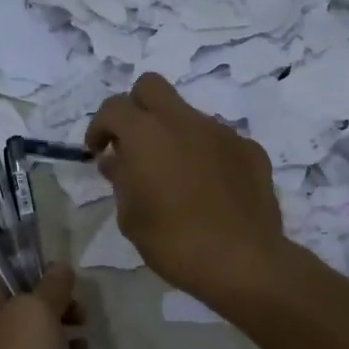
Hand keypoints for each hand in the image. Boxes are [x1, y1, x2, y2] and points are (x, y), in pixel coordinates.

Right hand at [85, 73, 286, 307]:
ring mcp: (222, 132)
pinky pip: (219, 140)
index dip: (100, 127)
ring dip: (174, 134)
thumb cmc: (174, 242)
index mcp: (147, 134)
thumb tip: (115, 160)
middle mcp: (185, 121)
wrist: (242, 261)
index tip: (98, 152)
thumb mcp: (131, 217)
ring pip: (188, 115)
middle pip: (151, 87)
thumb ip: (120, 180)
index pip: (113, 107)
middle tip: (133, 144)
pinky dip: (206, 154)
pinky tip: (209, 188)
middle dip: (136, 108)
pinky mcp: (250, 149)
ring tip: (176, 176)